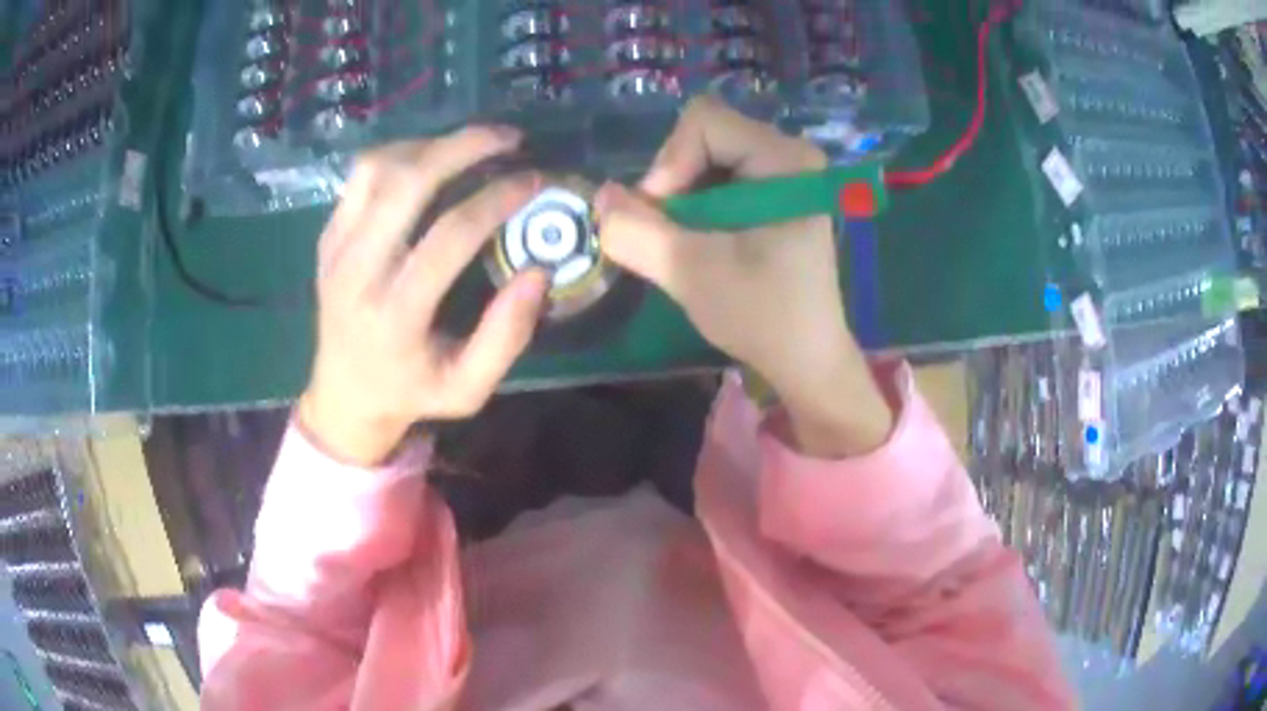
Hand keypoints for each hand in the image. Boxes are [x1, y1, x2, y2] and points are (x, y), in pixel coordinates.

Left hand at [299, 128, 548, 465]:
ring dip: (430, 146)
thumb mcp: (469, 389)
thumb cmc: (411, 393)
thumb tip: (538, 271)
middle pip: (407, 184)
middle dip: (464, 147)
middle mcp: (357, 274)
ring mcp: (336, 250)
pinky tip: (429, 161)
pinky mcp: (327, 237)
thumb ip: (506, 336)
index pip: (449, 236)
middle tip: (509, 138)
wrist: (343, 396)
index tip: (535, 181)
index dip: (498, 199)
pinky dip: (399, 155)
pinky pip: (360, 177)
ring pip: (378, 168)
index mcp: (395, 316)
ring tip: (470, 147)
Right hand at [595, 97, 892, 456]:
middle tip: (670, 235)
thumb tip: (599, 196)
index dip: (669, 163)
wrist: (806, 360)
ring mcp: (784, 174)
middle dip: (673, 183)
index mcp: (785, 160)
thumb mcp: (691, 272)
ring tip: (685, 243)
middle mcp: (789, 154)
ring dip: (680, 198)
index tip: (665, 218)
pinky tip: (701, 242)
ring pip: (704, 157)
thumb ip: (636, 231)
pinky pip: (716, 177)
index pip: (703, 122)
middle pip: (703, 136)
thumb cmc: (763, 316)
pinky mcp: (774, 195)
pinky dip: (695, 206)